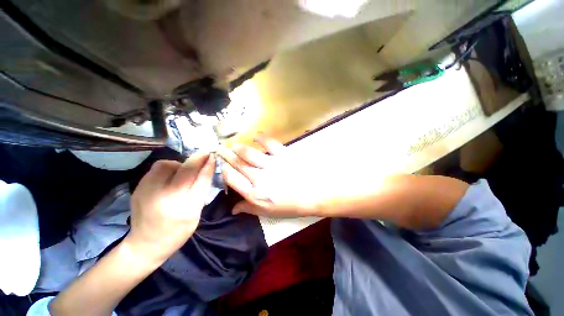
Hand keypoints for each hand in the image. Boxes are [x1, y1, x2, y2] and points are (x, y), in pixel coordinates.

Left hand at [126, 152, 214, 262]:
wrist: (145, 244)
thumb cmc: (178, 230)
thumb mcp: (196, 212)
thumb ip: (201, 189)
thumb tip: (207, 167)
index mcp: (186, 208)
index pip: (200, 180)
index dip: (207, 165)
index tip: (212, 155)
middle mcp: (167, 198)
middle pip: (185, 169)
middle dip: (197, 159)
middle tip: (203, 154)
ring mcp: (148, 192)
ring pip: (167, 164)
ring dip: (180, 164)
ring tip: (182, 172)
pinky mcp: (138, 188)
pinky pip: (156, 169)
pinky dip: (168, 168)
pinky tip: (170, 176)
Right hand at [218, 134, 324, 216]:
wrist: (315, 194)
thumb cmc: (292, 205)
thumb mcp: (269, 212)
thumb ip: (249, 208)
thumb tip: (233, 208)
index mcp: (255, 193)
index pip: (232, 179)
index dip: (223, 170)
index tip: (219, 166)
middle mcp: (260, 177)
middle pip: (238, 164)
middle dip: (227, 157)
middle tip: (220, 150)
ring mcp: (272, 164)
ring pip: (250, 153)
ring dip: (240, 148)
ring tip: (234, 145)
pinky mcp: (283, 155)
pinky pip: (269, 144)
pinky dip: (262, 138)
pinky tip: (256, 136)